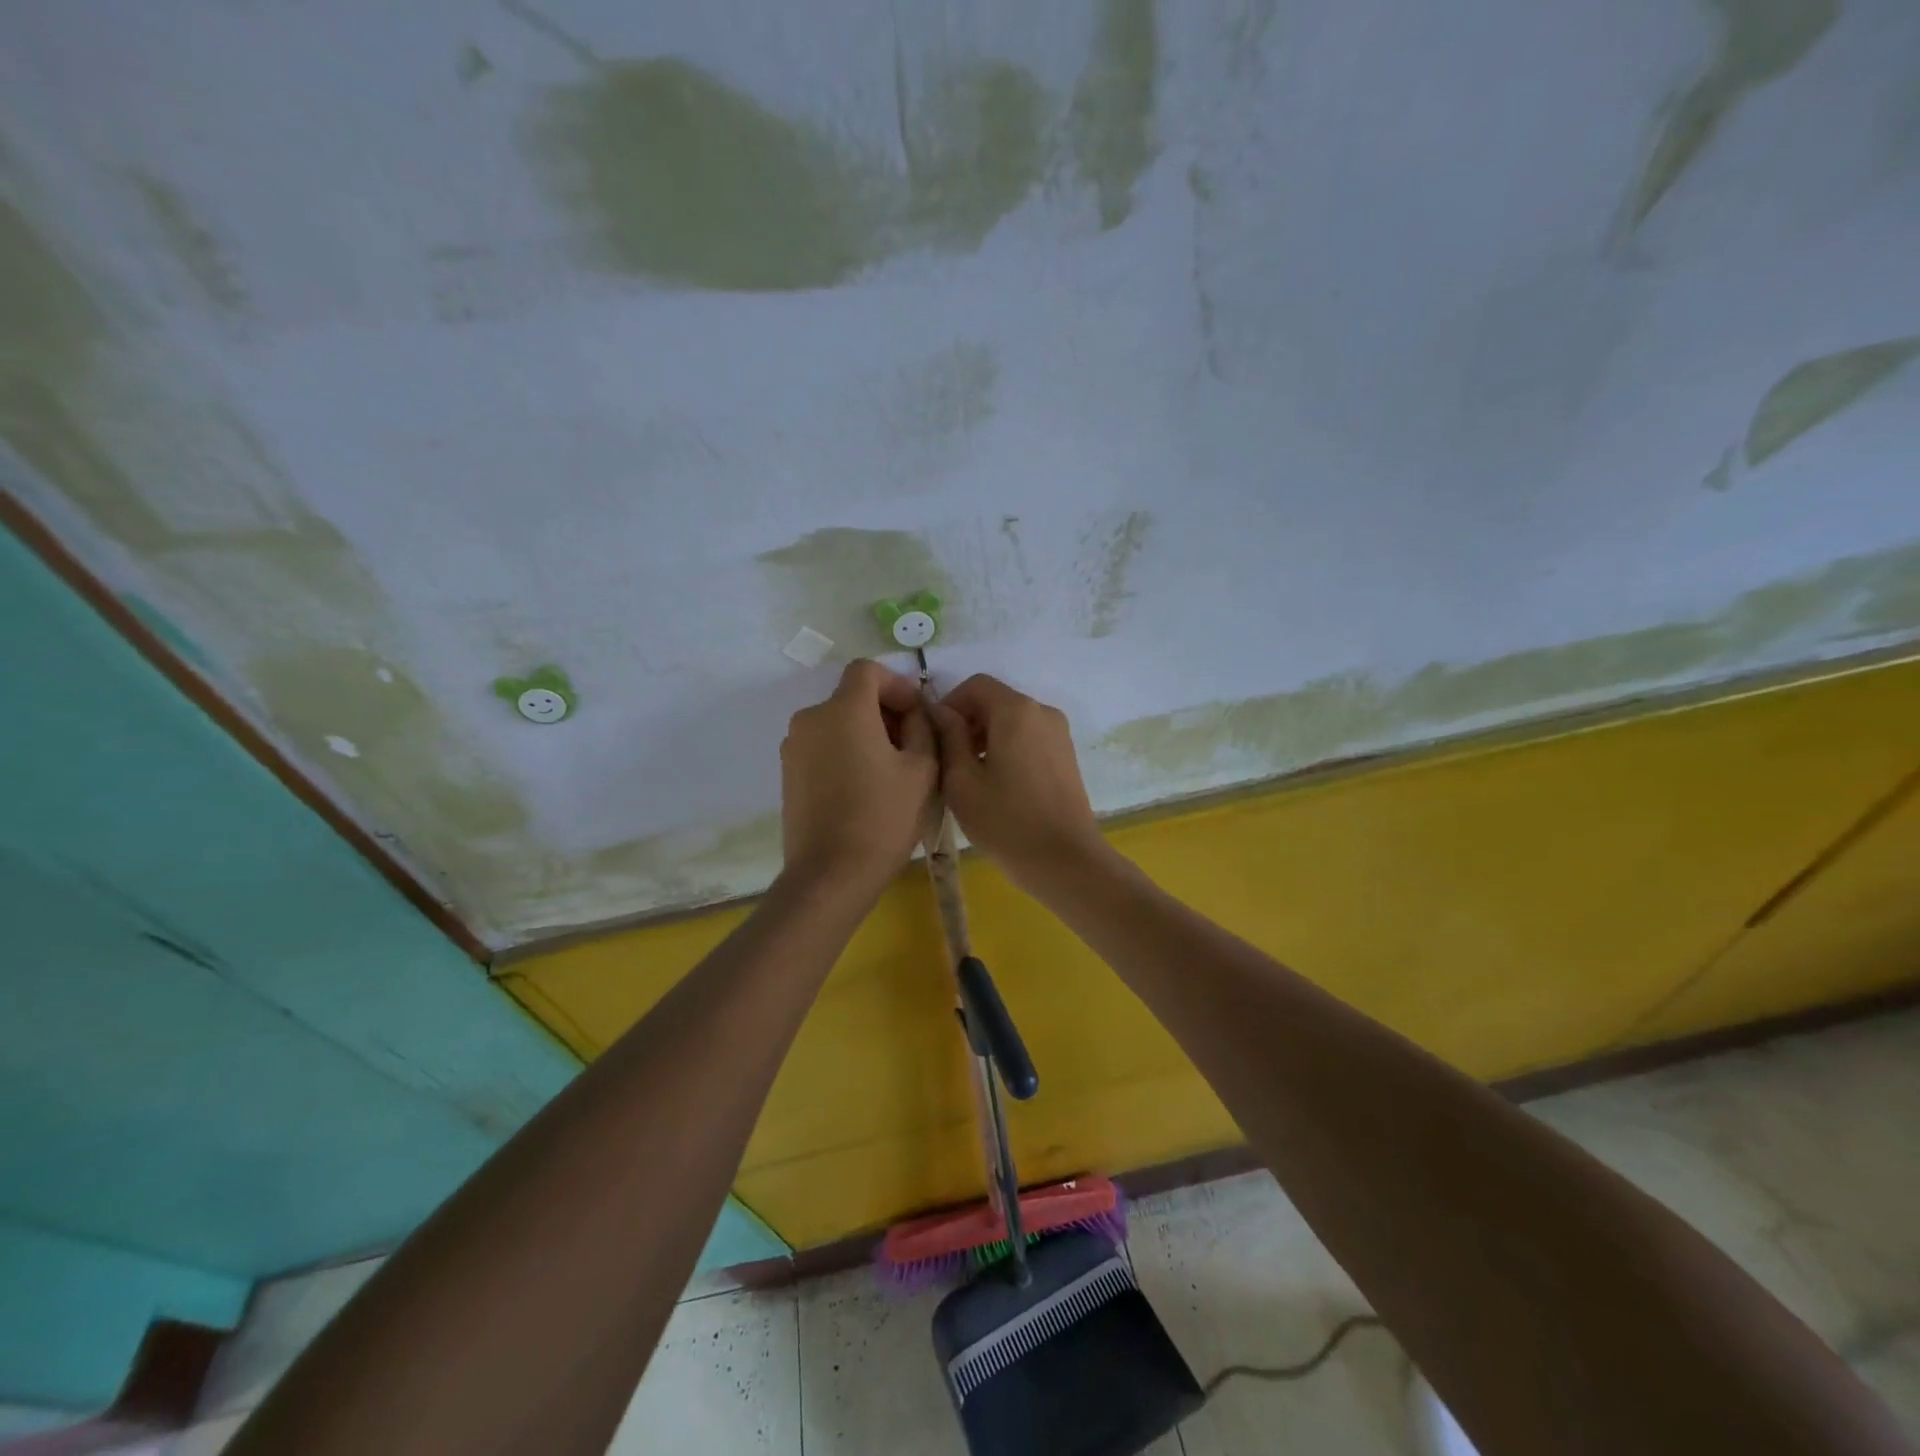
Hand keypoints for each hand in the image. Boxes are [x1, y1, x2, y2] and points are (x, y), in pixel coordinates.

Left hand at [780, 660, 937, 893]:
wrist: (831, 874)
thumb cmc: (883, 818)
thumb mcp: (922, 769)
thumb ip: (922, 727)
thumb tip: (914, 713)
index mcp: (844, 709)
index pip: (867, 670)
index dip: (897, 684)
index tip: (917, 714)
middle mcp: (811, 718)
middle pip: (851, 696)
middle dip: (884, 711)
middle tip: (912, 744)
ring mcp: (794, 746)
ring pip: (837, 722)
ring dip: (865, 732)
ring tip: (890, 770)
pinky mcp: (788, 773)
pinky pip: (822, 746)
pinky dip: (845, 751)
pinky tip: (864, 786)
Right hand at [927, 675, 1107, 888]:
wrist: (1065, 861)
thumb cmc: (1006, 821)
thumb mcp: (962, 780)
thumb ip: (948, 737)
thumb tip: (941, 713)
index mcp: (1016, 710)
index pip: (975, 685)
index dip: (949, 704)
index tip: (935, 737)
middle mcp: (1042, 712)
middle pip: (995, 701)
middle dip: (967, 722)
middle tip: (947, 761)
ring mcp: (1060, 734)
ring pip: (1012, 721)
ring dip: (986, 737)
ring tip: (969, 777)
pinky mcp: (1066, 756)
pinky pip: (1029, 738)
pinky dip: (1007, 748)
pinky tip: (997, 785)